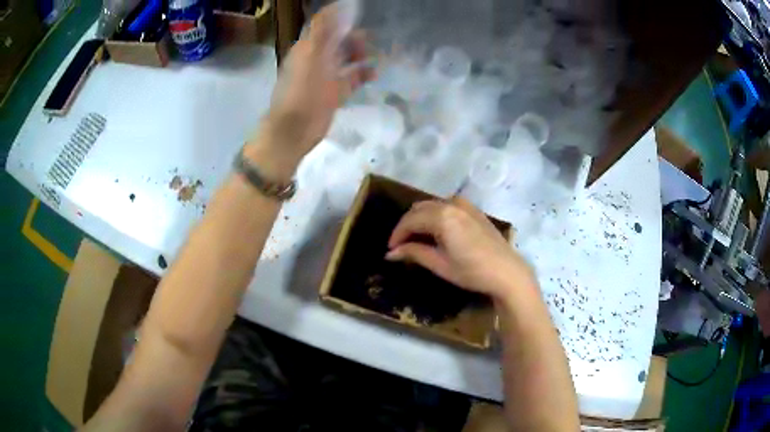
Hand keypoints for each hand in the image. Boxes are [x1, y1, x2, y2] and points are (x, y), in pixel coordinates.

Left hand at [260, 4, 373, 165]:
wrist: (294, 130)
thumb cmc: (301, 91)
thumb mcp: (311, 55)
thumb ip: (323, 30)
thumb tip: (339, 5)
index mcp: (308, 48)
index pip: (326, 28)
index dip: (341, 21)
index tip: (361, 16)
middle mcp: (317, 59)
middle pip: (338, 42)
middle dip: (354, 39)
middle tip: (371, 40)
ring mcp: (326, 77)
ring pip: (346, 59)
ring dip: (360, 55)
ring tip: (376, 54)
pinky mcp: (334, 93)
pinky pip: (352, 79)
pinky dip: (363, 74)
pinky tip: (375, 73)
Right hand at [386, 197, 537, 301]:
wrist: (507, 272)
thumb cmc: (472, 271)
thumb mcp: (440, 265)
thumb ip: (414, 253)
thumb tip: (390, 253)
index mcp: (442, 216)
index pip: (410, 220)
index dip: (397, 234)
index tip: (391, 250)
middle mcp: (451, 203)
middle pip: (419, 209)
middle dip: (407, 225)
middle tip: (401, 245)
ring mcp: (464, 204)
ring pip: (432, 205)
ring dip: (420, 219)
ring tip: (417, 239)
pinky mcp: (473, 209)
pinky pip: (446, 206)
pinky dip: (435, 215)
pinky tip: (436, 231)